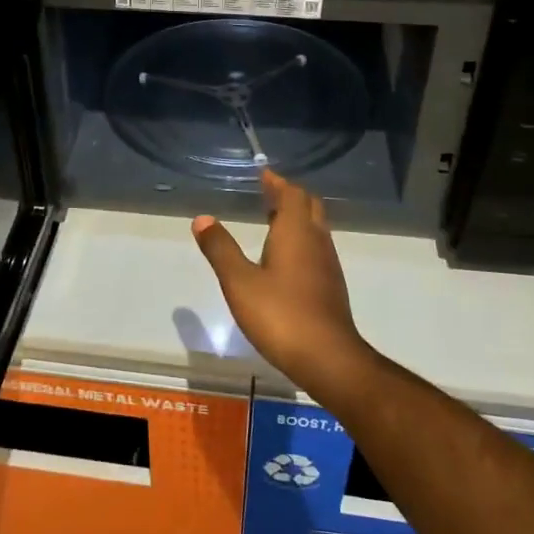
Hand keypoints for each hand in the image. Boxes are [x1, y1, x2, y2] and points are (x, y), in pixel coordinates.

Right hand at [191, 170, 372, 395]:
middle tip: (268, 193)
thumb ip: (220, 249)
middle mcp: (316, 241)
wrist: (329, 359)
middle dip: (289, 196)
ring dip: (296, 218)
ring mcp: (328, 265)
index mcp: (296, 232)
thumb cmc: (281, 315)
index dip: (277, 182)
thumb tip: (202, 219)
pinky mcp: (331, 287)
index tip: (263, 174)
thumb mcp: (239, 282)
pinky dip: (301, 240)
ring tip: (272, 220)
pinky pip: (316, 249)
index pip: (292, 194)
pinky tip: (285, 259)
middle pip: (308, 206)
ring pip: (315, 228)